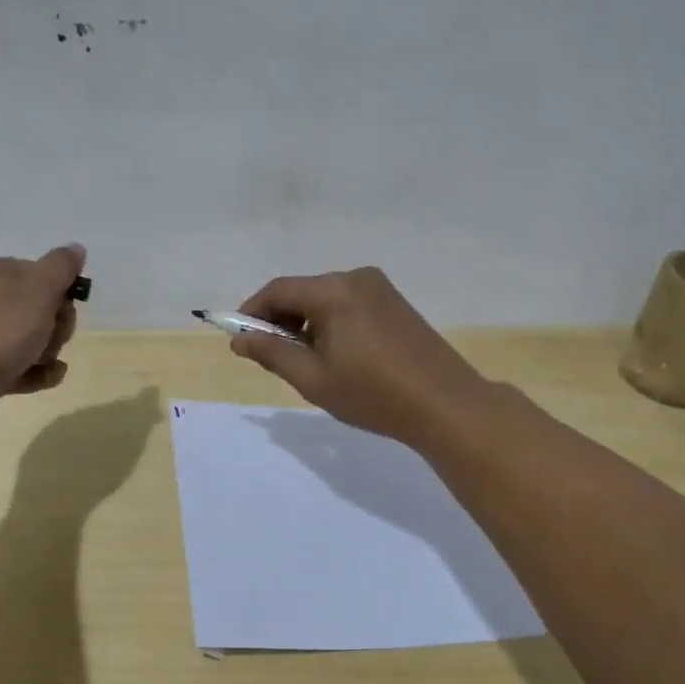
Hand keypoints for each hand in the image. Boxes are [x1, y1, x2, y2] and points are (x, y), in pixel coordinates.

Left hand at [0, 245, 84, 434]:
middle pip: (44, 309)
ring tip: (37, 360)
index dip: (62, 293)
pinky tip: (44, 376)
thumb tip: (75, 248)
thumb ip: (61, 266)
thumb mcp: (39, 289)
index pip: (45, 274)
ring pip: (37, 339)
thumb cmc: (0, 329)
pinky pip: (26, 366)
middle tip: (48, 336)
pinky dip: (39, 372)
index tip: (61, 307)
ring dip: (48, 351)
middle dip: (57, 326)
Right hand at [229, 267, 495, 447]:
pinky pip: (348, 304)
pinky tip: (336, 354)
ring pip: (325, 298)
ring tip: (305, 361)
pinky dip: (330, 323)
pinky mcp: (395, 303)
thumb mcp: (314, 379)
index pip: (277, 291)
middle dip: (279, 320)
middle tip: (270, 356)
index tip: (239, 340)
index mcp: (334, 291)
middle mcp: (356, 278)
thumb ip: (272, 354)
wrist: (445, 404)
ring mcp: (380, 288)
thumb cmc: (373, 394)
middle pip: (302, 291)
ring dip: (306, 322)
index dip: (251, 313)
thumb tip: (239, 340)